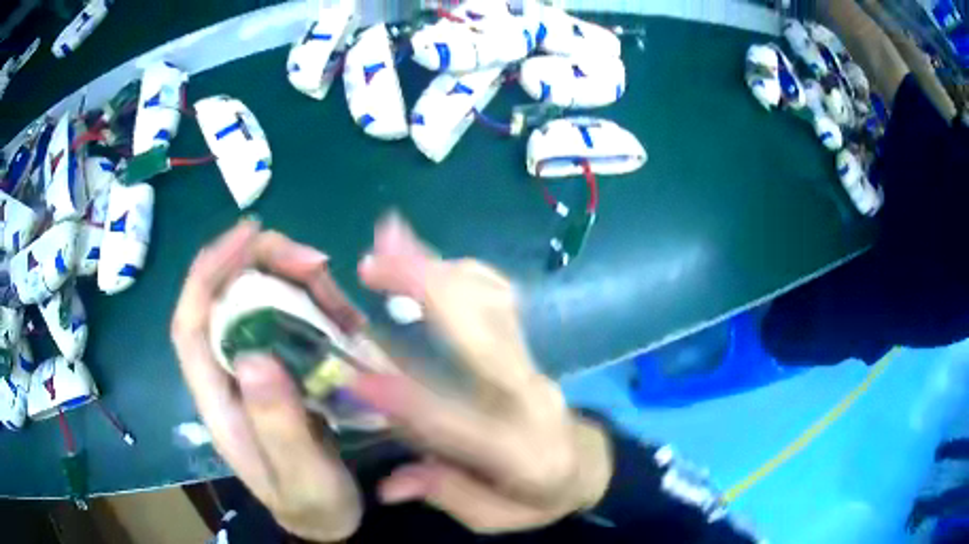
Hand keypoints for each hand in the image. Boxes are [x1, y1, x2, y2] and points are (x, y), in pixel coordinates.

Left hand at [171, 222, 363, 542]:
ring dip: (295, 282)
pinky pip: (292, 320)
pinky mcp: (284, 368)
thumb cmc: (308, 502)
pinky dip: (315, 304)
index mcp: (216, 397)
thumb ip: (276, 425)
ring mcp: (257, 367)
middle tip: (315, 261)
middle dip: (265, 265)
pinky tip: (342, 310)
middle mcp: (229, 371)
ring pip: (262, 302)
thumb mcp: (298, 475)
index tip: (248, 233)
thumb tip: (254, 357)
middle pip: (229, 298)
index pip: (192, 321)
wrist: (326, 519)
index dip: (210, 270)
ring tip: (334, 286)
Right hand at [352, 215, 612, 533]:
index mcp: (522, 451)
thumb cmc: (542, 495)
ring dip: (439, 265)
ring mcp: (532, 362)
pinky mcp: (529, 346)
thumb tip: (391, 484)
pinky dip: (463, 270)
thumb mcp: (500, 516)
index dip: (407, 402)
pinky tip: (430, 258)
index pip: (458, 424)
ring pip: (490, 303)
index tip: (356, 377)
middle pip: (482, 338)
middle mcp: (529, 397)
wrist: (587, 461)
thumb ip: (449, 494)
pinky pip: (499, 296)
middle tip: (373, 261)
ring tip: (391, 239)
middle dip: (427, 291)